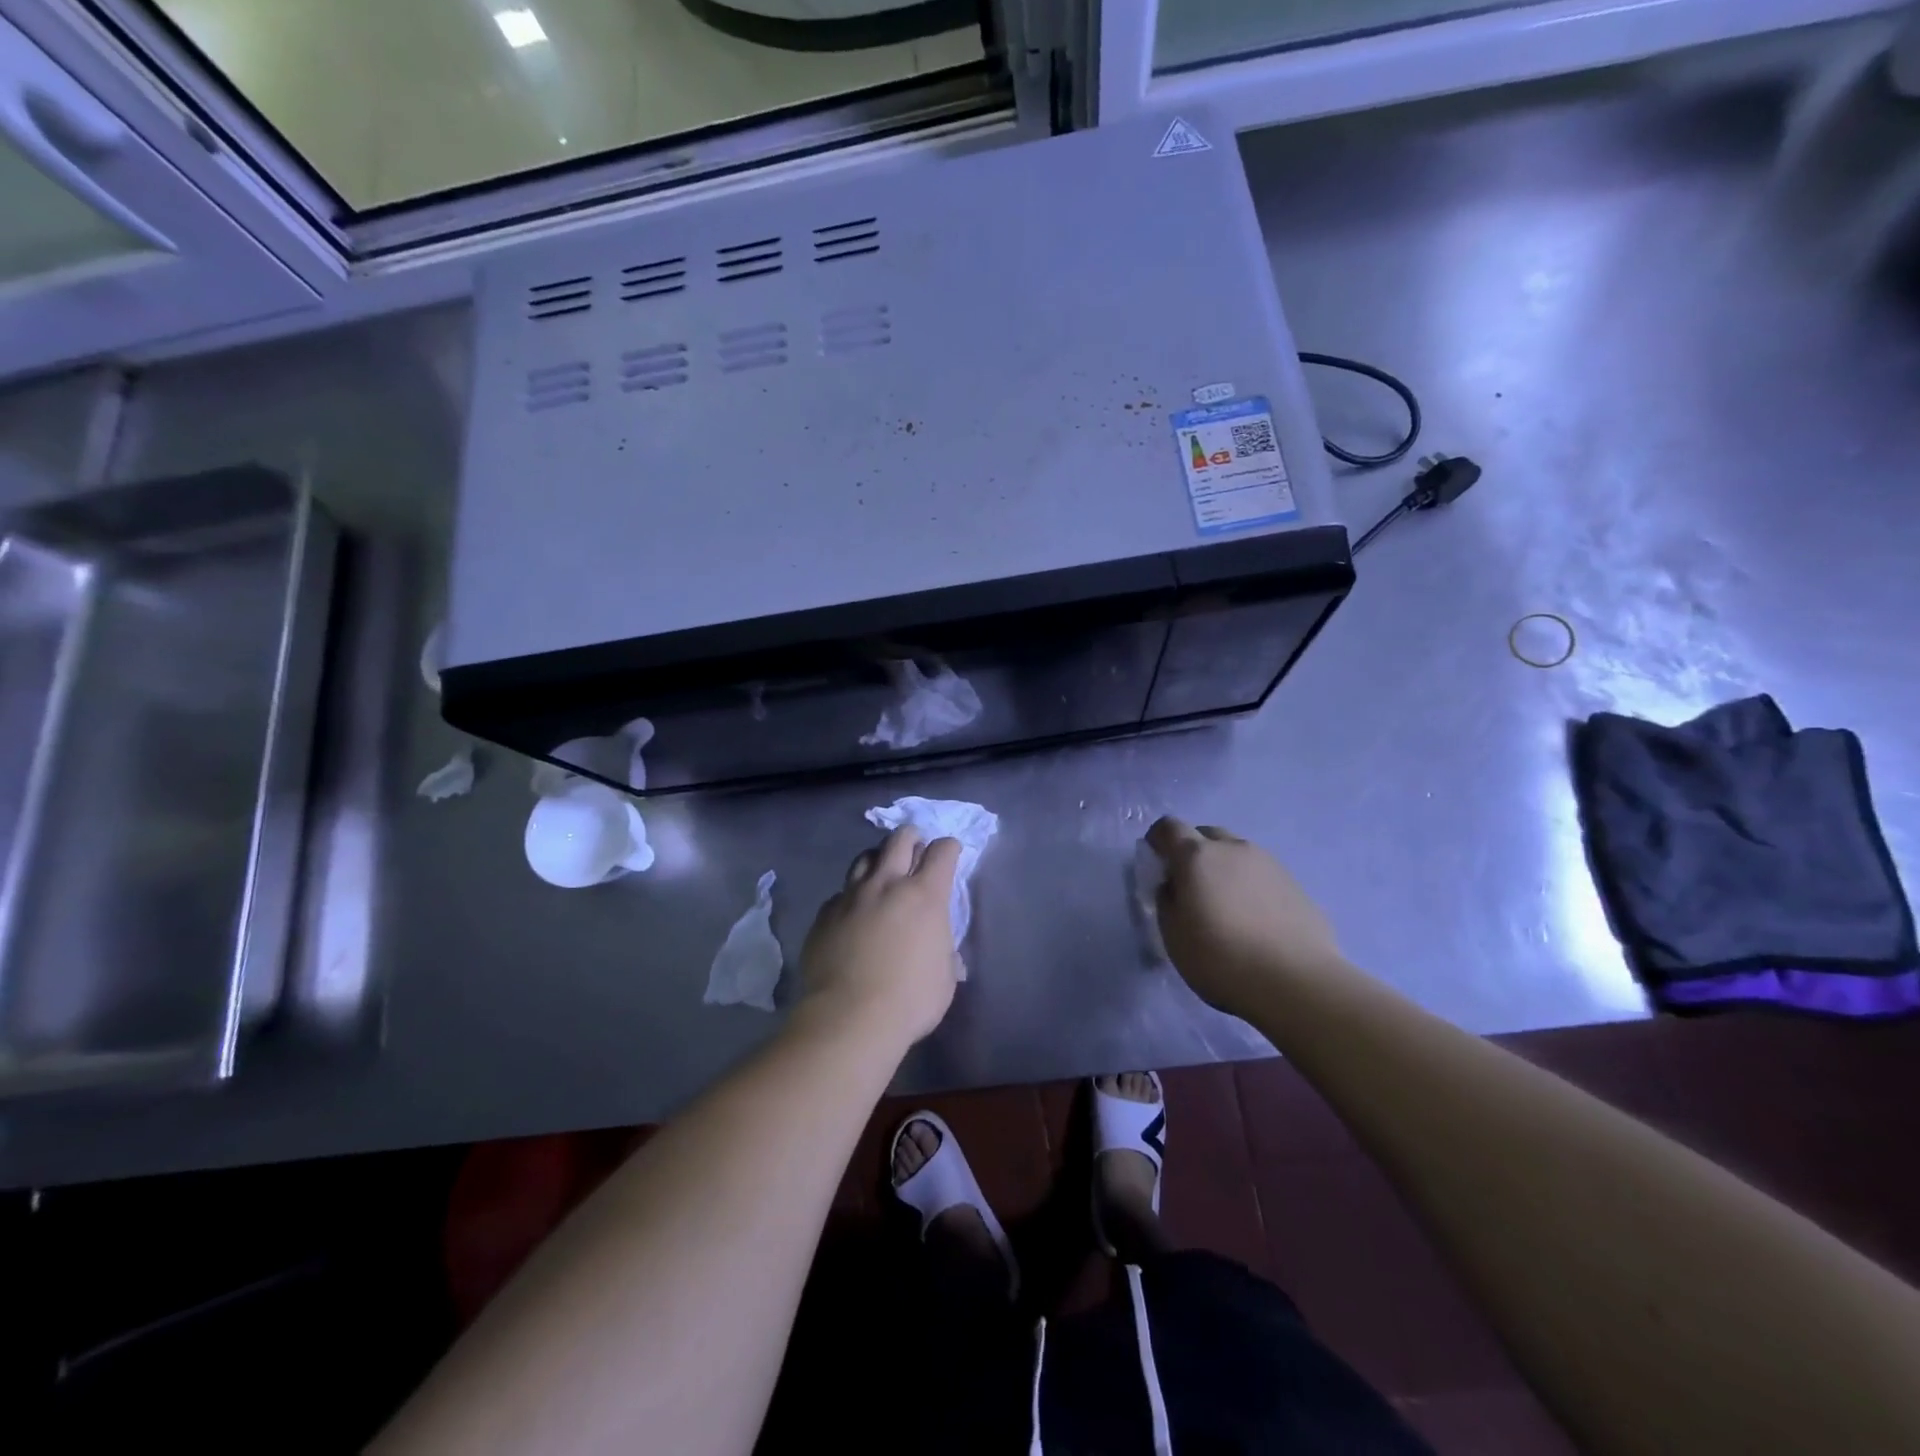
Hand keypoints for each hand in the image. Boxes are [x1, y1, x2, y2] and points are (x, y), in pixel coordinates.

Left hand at [799, 827, 961, 1049]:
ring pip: (865, 858)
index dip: (949, 848)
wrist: (849, 1018)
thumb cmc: (910, 1000)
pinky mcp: (825, 914)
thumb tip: (945, 955)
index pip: (942, 852)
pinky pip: (840, 893)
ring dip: (878, 859)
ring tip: (882, 872)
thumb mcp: (944, 979)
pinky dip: (852, 896)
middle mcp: (887, 884)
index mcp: (925, 895)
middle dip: (911, 837)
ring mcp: (851, 896)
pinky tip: (853, 912)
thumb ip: (945, 955)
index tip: (950, 854)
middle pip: (899, 839)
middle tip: (915, 847)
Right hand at [1146, 817, 1345, 1017]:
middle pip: (1206, 834)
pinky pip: (1262, 875)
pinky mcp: (1296, 885)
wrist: (1297, 983)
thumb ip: (1167, 901)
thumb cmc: (1220, 958)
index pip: (1169, 827)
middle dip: (1193, 850)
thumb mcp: (1173, 935)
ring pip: (1237, 853)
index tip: (1156, 861)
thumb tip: (1174, 886)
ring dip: (1225, 868)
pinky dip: (1250, 887)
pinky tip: (1254, 920)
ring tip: (1225, 905)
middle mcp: (1234, 849)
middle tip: (1190, 885)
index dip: (1158, 839)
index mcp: (1197, 856)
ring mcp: (1269, 864)